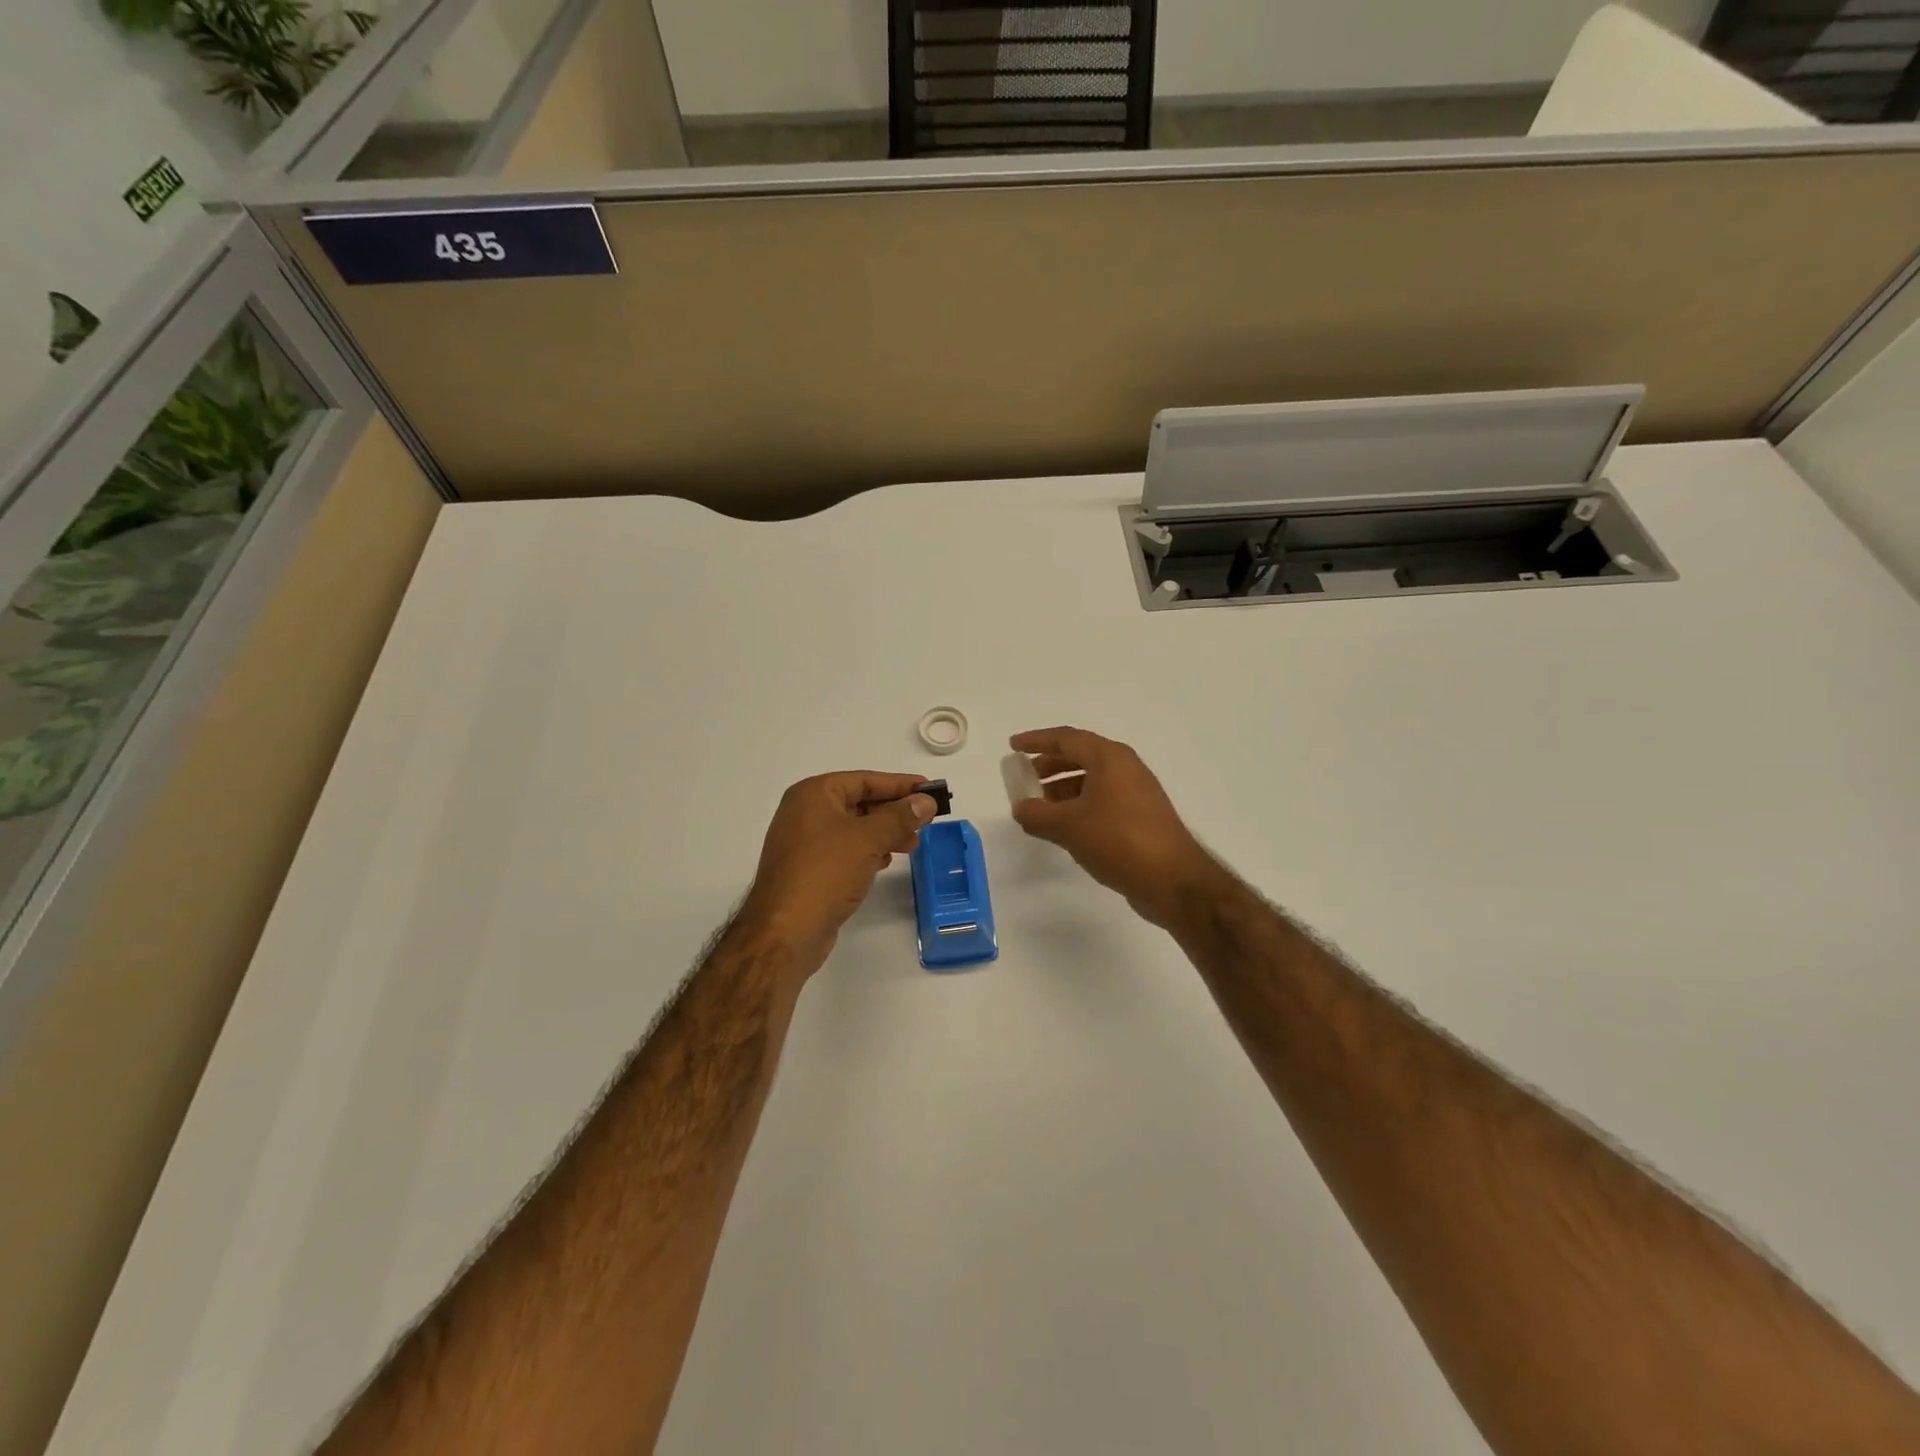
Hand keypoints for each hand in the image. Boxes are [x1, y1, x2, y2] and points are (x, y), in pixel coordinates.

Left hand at [741, 772, 936, 960]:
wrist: (785, 932)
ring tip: (913, 843)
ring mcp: (805, 842)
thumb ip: (900, 816)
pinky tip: (886, 861)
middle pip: (859, 802)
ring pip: (854, 828)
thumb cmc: (825, 873)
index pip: (865, 780)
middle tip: (927, 820)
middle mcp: (806, 812)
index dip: (900, 784)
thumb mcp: (868, 839)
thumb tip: (926, 801)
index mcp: (813, 794)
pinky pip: (846, 850)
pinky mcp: (810, 869)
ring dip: (885, 833)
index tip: (930, 789)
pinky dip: (868, 851)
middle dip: (894, 811)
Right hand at [1009, 727, 1221, 927]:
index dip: (1036, 740)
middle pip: (1080, 756)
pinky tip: (1065, 827)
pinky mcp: (1141, 816)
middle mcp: (1125, 768)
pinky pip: (1102, 800)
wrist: (1173, 880)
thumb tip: (1020, 808)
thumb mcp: (1069, 827)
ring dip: (1063, 789)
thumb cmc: (1119, 841)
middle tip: (1025, 777)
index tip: (1013, 746)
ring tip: (1039, 807)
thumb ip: (1037, 814)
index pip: (1066, 739)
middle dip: (1050, 765)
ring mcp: (1136, 792)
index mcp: (1109, 758)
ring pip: (1092, 780)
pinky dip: (1079, 805)